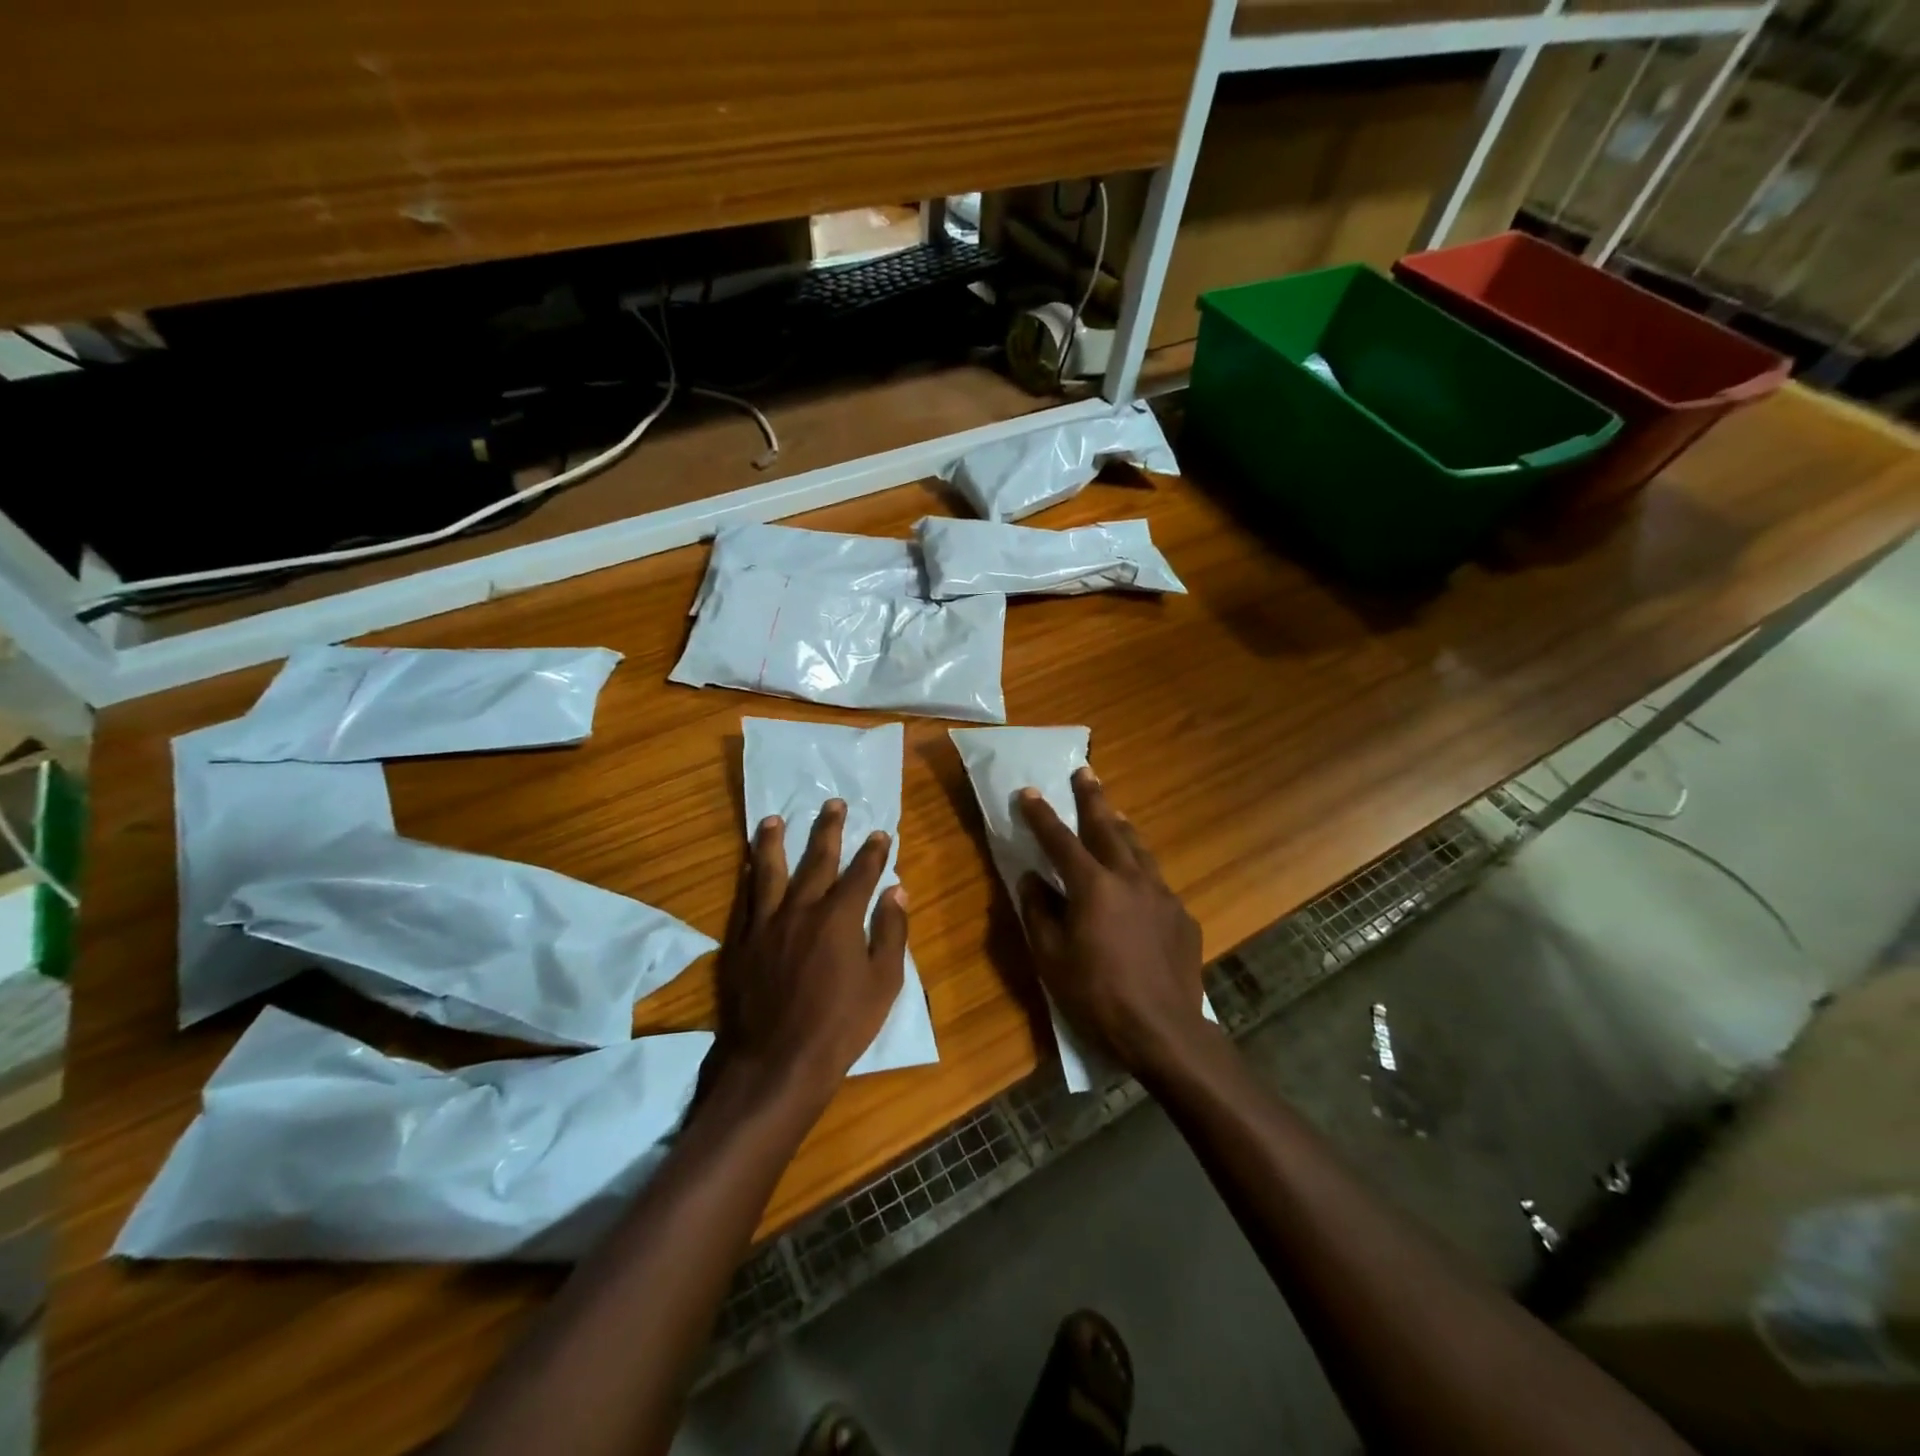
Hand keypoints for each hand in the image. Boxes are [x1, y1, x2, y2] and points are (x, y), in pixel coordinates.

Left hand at [711, 799, 907, 1109]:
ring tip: (773, 818)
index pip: (861, 872)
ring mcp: (766, 923)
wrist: (777, 1061)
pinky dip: (748, 876)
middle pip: (817, 860)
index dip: (873, 851)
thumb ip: (891, 932)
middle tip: (832, 803)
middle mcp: (801, 909)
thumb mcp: (883, 983)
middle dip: (828, 829)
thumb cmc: (840, 1026)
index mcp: (839, 917)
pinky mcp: (741, 941)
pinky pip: (745, 898)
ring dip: (773, 841)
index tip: (880, 832)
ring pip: (769, 870)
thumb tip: (897, 890)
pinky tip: (747, 864)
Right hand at [1017, 770, 1212, 1076]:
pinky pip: (1157, 882)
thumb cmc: (1097, 996)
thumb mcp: (1051, 958)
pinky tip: (1138, 883)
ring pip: (1139, 848)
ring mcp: (1162, 894)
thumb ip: (1038, 912)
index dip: (1042, 816)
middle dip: (1092, 798)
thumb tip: (1031, 879)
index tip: (1030, 792)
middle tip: (1085, 771)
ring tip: (1114, 812)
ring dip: (1122, 826)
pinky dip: (1142, 871)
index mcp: (1093, 886)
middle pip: (1108, 828)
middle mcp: (1130, 878)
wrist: (1163, 1030)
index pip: (1060, 841)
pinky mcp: (1182, 915)